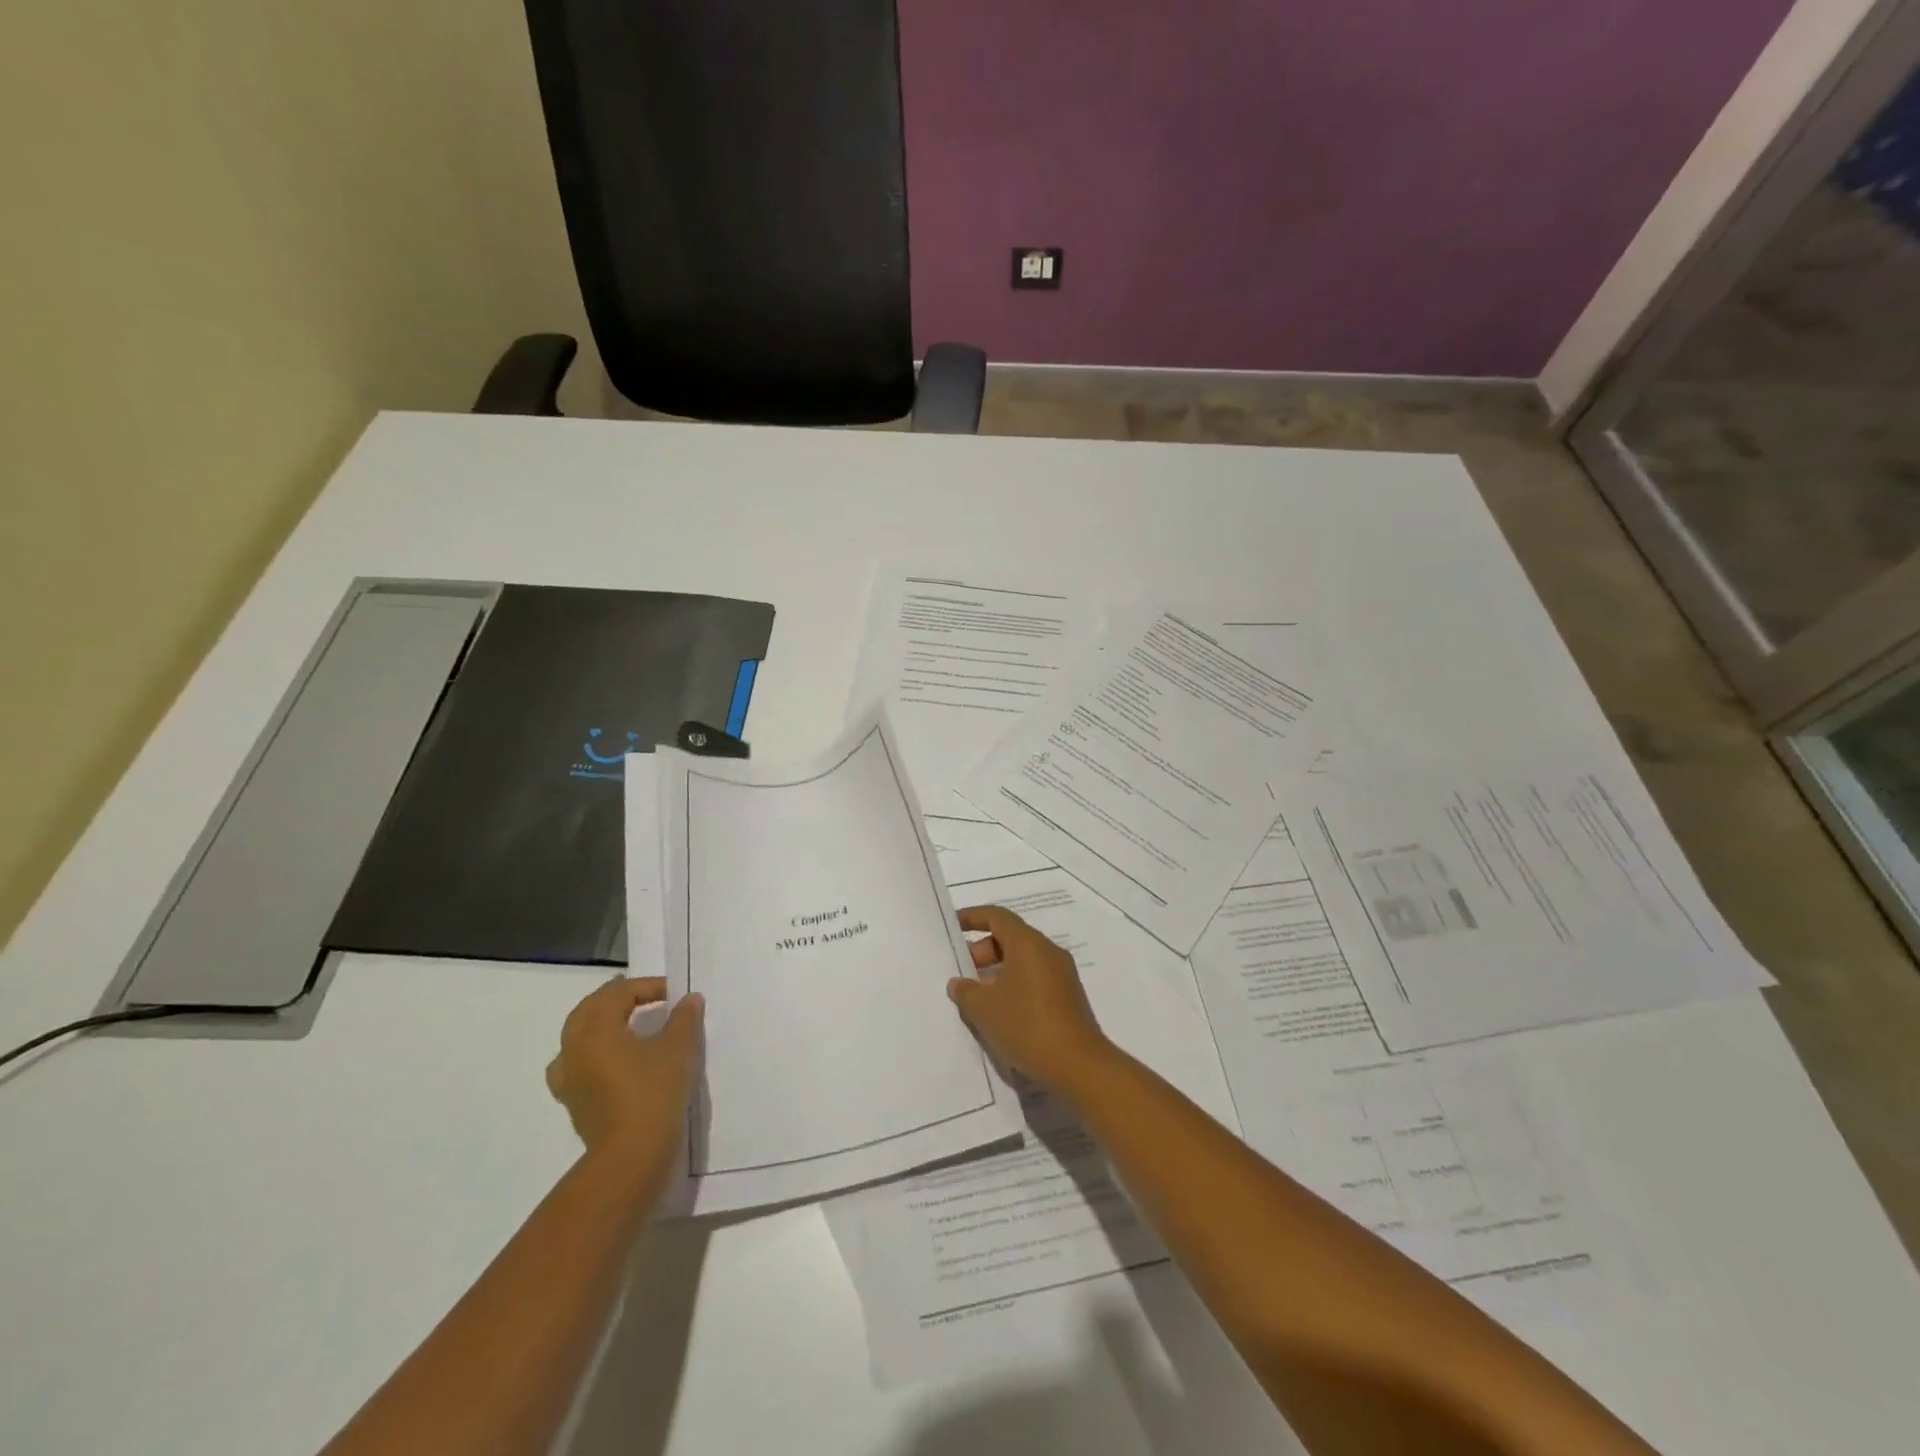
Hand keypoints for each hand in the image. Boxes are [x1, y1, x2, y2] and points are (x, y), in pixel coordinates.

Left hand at [546, 977, 703, 1168]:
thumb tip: (689, 999)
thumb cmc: (653, 1092)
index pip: (618, 994)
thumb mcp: (678, 1048)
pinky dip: (591, 1053)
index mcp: (595, 1030)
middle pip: (589, 1009)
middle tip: (644, 995)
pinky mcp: (573, 1101)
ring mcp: (568, 1078)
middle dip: (616, 998)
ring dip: (599, 1023)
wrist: (631, 1155)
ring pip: (577, 1036)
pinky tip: (608, 1061)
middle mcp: (574, 1049)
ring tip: (623, 1022)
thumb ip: (684, 1018)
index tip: (674, 994)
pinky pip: (576, 1065)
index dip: (647, 987)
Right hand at [948, 905, 1111, 1090]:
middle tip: (962, 971)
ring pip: (1023, 960)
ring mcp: (1062, 975)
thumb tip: (959, 983)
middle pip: (1011, 937)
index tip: (952, 926)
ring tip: (977, 996)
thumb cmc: (1027, 1026)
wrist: (1078, 1066)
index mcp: (1029, 944)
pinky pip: (1035, 979)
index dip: (972, 917)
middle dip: (983, 950)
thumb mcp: (984, 1009)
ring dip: (998, 971)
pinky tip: (1001, 1013)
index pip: (997, 916)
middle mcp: (1048, 951)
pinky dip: (1014, 985)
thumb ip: (966, 991)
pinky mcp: (1068, 997)